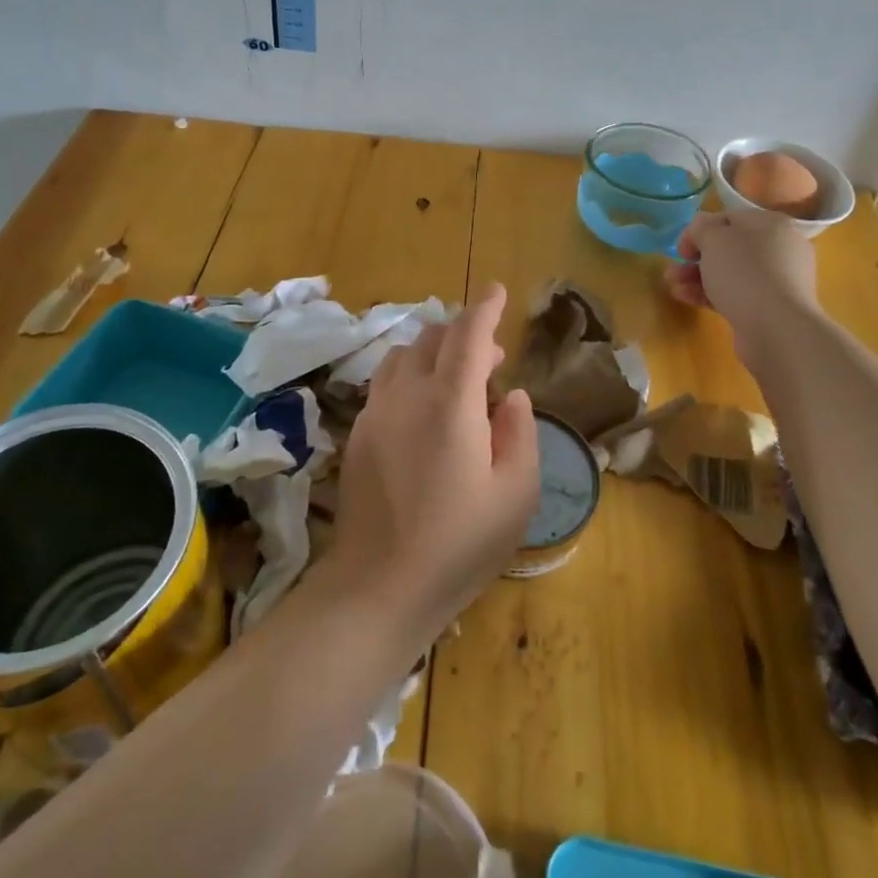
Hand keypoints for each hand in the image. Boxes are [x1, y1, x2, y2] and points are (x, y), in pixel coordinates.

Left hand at [329, 284, 539, 643]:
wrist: (378, 586)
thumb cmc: (459, 545)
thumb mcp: (516, 494)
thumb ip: (519, 433)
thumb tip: (508, 395)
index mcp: (450, 403)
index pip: (468, 335)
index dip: (486, 308)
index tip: (499, 291)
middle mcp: (408, 395)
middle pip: (432, 337)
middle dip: (464, 332)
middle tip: (492, 355)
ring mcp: (376, 413)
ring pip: (403, 355)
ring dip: (433, 351)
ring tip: (457, 378)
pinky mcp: (358, 434)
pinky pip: (386, 382)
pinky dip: (410, 374)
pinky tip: (424, 407)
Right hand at [664, 209, 819, 333]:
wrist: (777, 329)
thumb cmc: (744, 273)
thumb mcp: (714, 238)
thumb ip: (702, 227)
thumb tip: (702, 229)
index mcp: (771, 224)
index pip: (729, 219)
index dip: (700, 231)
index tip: (681, 249)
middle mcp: (779, 249)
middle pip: (729, 248)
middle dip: (696, 258)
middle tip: (674, 270)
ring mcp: (777, 280)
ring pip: (730, 273)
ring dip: (698, 277)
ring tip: (673, 286)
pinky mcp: (770, 307)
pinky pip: (736, 294)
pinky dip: (711, 294)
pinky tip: (686, 298)